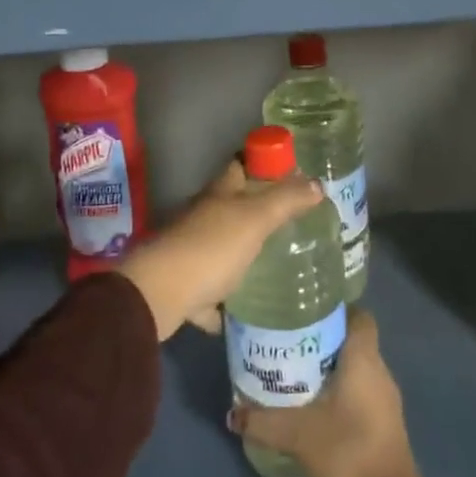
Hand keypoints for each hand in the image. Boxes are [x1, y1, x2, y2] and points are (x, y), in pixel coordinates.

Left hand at [117, 158, 324, 341]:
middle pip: (232, 207)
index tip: (290, 172)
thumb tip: (317, 183)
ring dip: (242, 255)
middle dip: (258, 211)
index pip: (241, 165)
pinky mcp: (185, 288)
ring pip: (221, 248)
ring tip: (277, 266)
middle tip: (294, 222)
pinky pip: (210, 293)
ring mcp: (190, 252)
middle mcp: (202, 217)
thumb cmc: (210, 248)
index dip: (263, 163)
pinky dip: (223, 302)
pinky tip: (243, 313)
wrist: (158, 295)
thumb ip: (285, 201)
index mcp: (219, 194)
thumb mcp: (255, 219)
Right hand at [229, 311, 424, 476]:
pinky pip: (359, 394)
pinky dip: (337, 393)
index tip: (305, 311)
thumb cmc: (348, 452)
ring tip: (292, 371)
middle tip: (287, 341)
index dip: (335, 309)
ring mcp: (384, 401)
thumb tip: (232, 413)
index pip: (358, 316)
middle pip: (352, 341)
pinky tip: (310, 406)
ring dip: (328, 369)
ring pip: (355, 370)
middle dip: (322, 339)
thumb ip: (263, 420)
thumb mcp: (298, 434)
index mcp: (365, 359)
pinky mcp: (383, 426)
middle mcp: (379, 372)